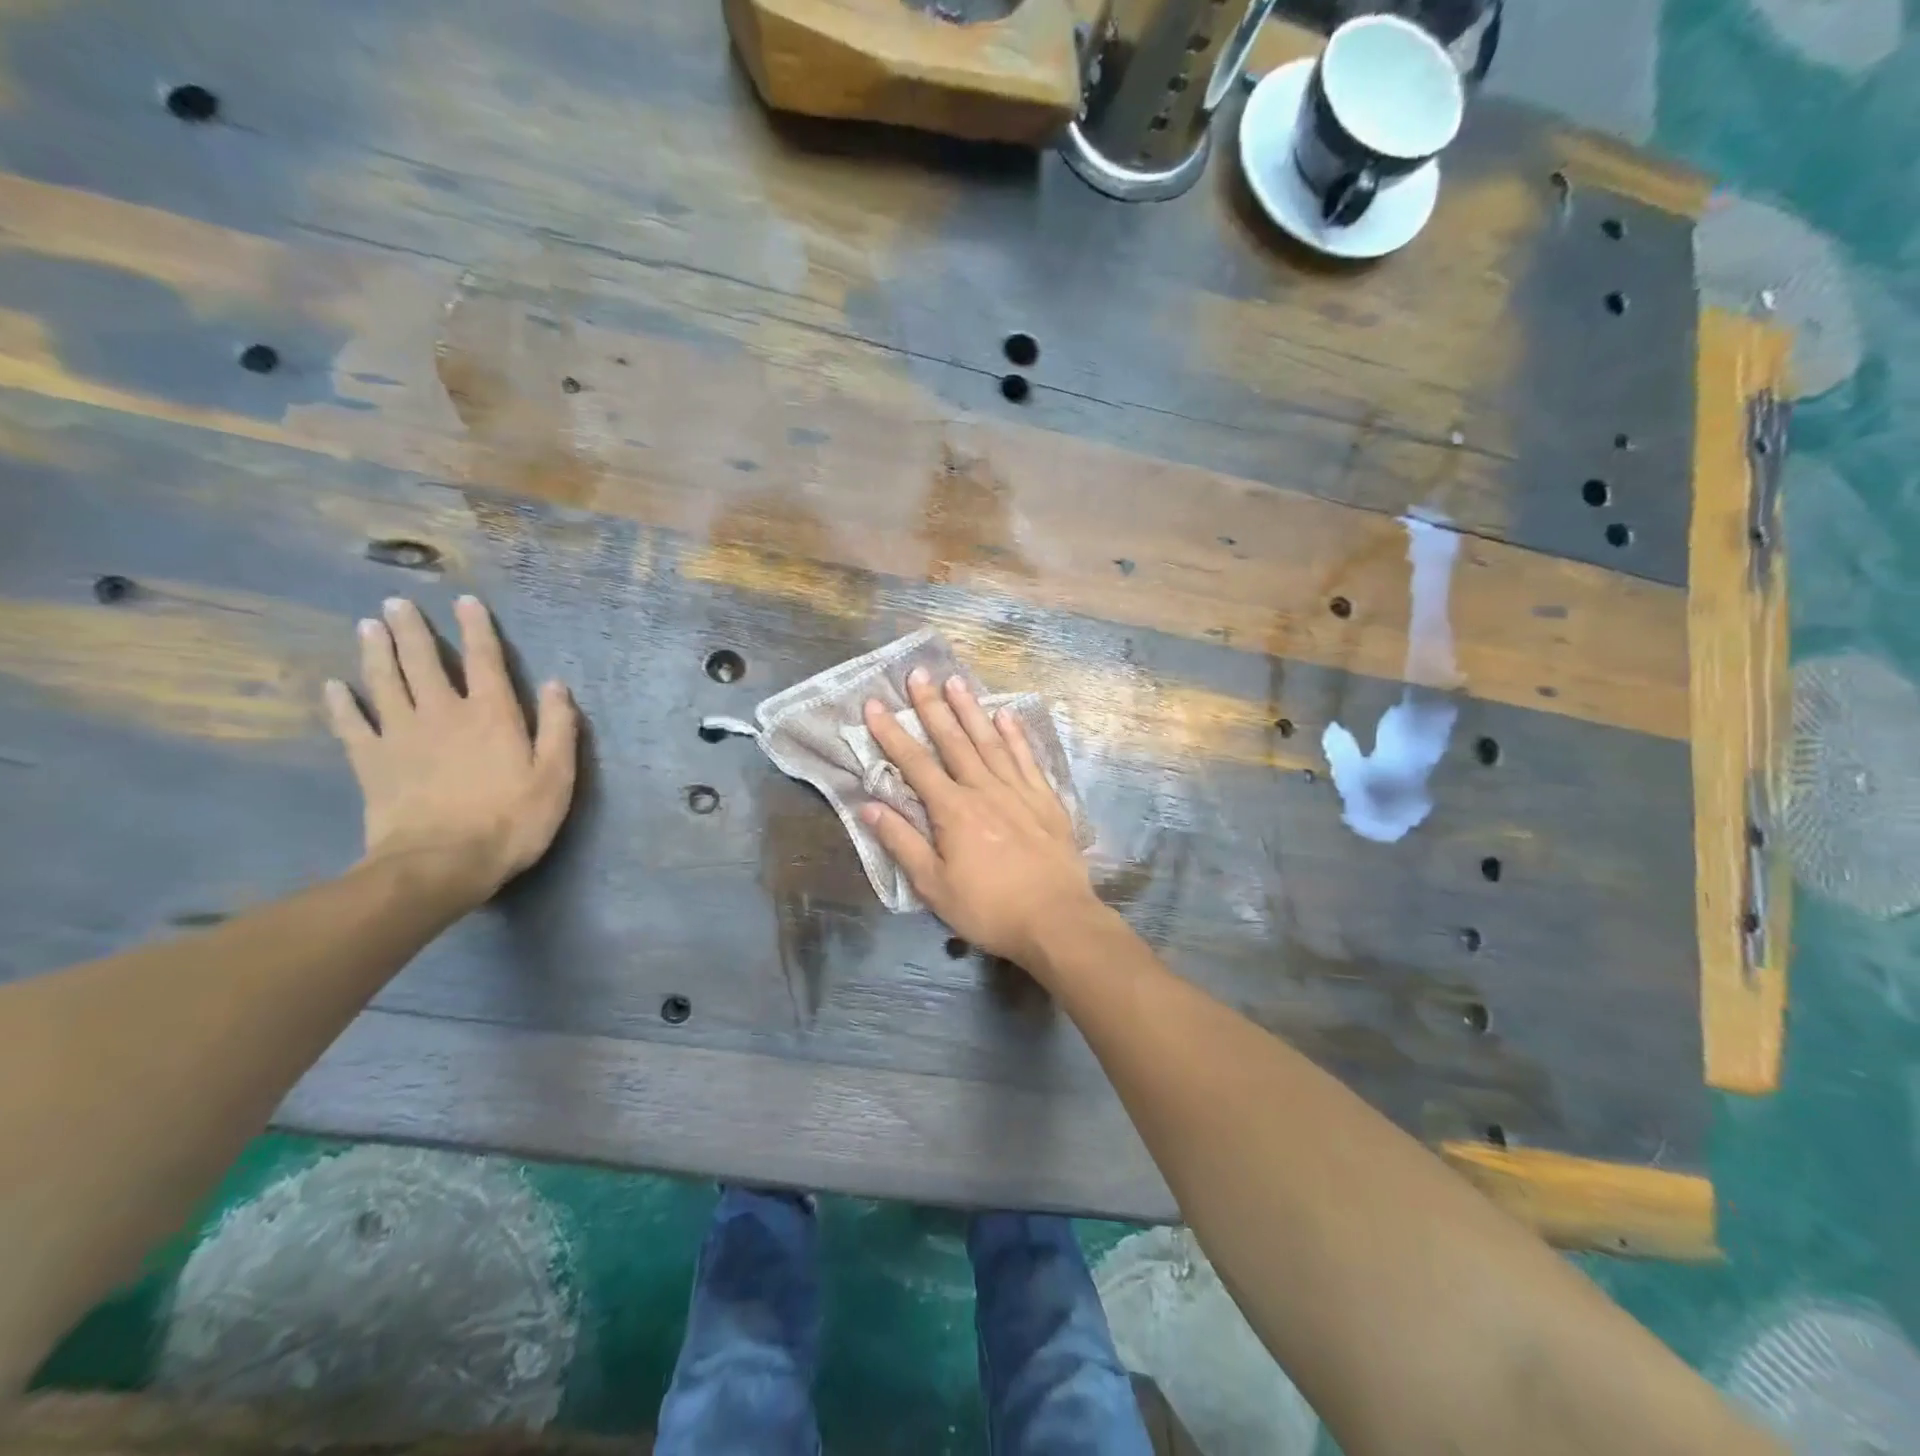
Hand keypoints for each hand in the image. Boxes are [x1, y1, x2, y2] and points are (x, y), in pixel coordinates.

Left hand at [325, 596, 578, 904]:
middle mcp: (444, 713)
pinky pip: (352, 725)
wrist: (442, 863)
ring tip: (367, 626)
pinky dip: (341, 704)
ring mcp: (402, 735)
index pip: (485, 661)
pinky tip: (334, 687)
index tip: (465, 601)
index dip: (476, 629)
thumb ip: (558, 728)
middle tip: (396, 602)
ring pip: (385, 682)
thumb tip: (557, 684)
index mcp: (492, 714)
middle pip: (424, 662)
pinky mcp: (371, 762)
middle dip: (412, 630)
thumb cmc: (511, 821)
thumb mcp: (555, 777)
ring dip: (376, 652)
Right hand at [859, 669, 1098, 968]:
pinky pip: (1027, 758)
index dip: (892, 733)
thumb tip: (870, 806)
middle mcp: (984, 789)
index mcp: (953, 811)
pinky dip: (1016, 735)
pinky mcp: (1046, 800)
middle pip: (954, 741)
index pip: (915, 764)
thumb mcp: (934, 886)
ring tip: (957, 681)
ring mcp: (1018, 791)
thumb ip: (902, 843)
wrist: (1057, 920)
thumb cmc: (989, 909)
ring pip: (990, 741)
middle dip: (932, 706)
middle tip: (919, 673)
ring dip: (972, 710)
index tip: (875, 705)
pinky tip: (1007, 715)